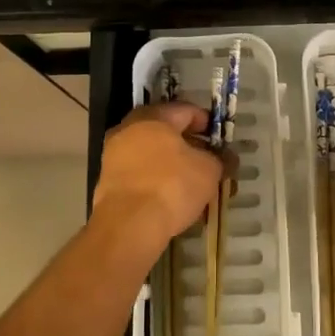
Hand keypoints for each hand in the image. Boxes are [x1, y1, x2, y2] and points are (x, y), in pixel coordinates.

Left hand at [90, 102, 232, 258]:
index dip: (205, 121)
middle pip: (164, 131)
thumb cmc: (172, 186)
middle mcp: (129, 129)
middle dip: (187, 144)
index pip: (184, 110)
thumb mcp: (208, 171)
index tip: (218, 138)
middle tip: (206, 160)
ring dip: (171, 164)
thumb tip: (226, 158)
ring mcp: (114, 155)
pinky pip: (138, 173)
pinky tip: (170, 197)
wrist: (128, 225)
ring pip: (150, 154)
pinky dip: (155, 180)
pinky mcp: (107, 181)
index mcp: (153, 117)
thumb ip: (219, 159)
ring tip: (191, 183)